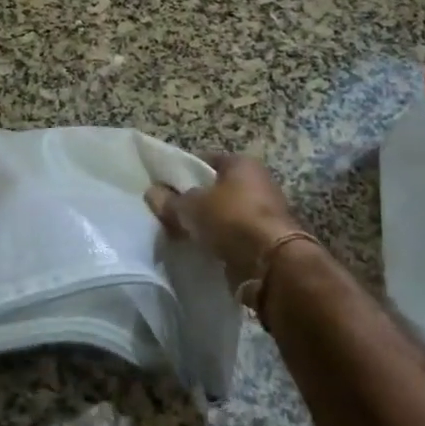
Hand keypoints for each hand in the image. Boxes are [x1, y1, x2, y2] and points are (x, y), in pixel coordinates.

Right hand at [146, 154, 301, 292]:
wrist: (272, 265)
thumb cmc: (232, 219)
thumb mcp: (191, 207)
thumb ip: (170, 201)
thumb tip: (151, 193)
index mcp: (242, 163)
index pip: (206, 160)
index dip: (184, 171)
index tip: (165, 186)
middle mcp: (258, 182)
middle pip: (217, 188)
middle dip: (196, 200)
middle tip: (172, 213)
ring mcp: (265, 213)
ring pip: (226, 214)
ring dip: (209, 224)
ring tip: (183, 234)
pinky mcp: (267, 241)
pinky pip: (235, 237)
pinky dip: (221, 242)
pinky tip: (202, 250)